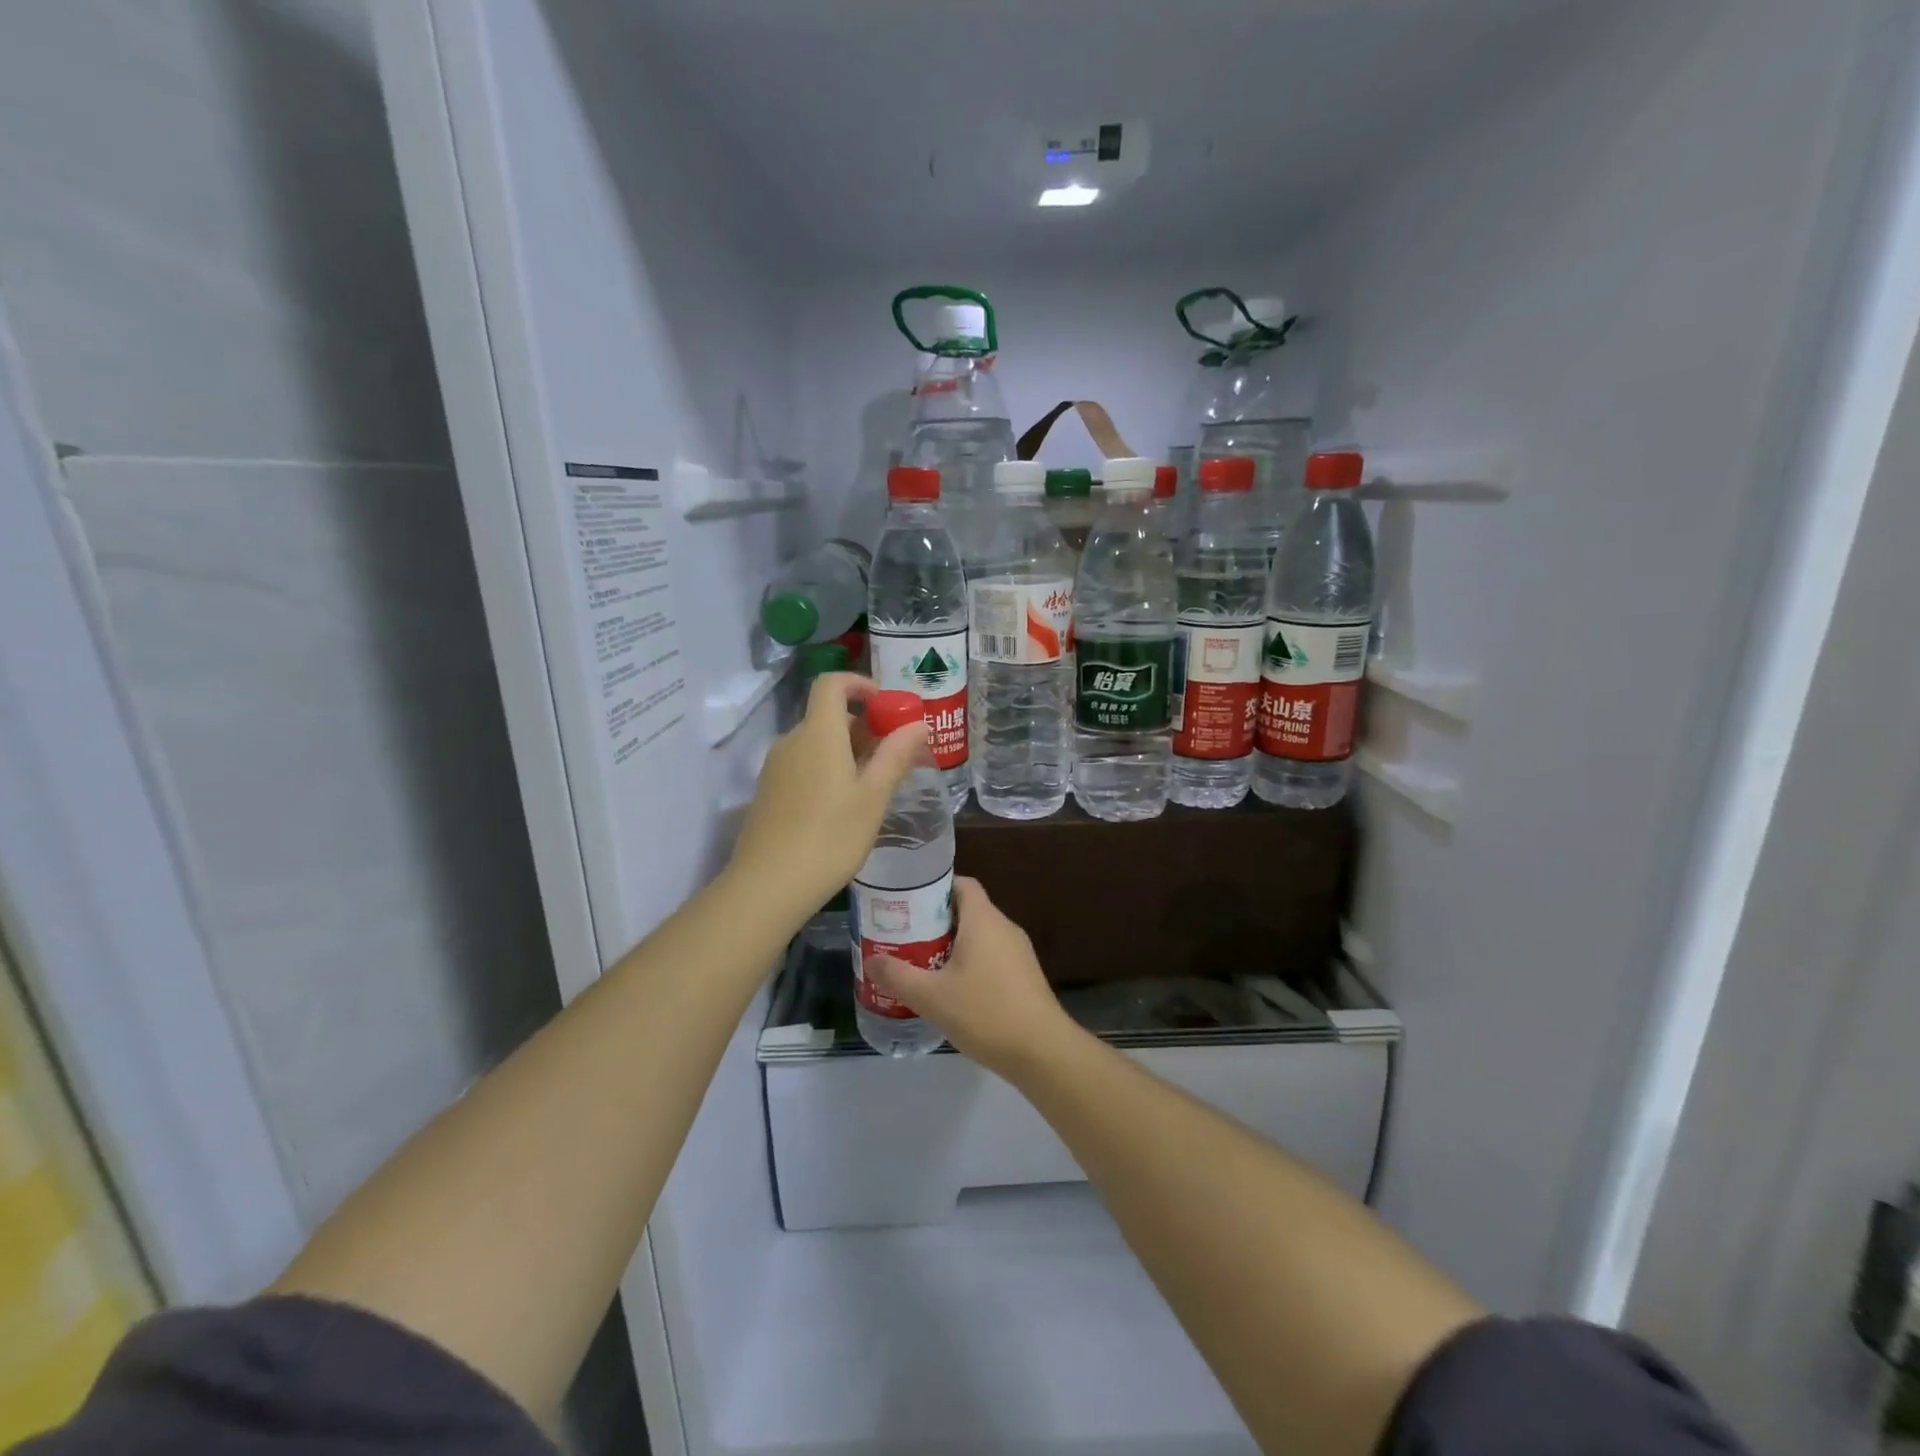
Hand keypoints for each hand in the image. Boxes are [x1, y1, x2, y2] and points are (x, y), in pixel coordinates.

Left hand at [730, 673, 927, 917]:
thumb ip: (895, 756)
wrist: (768, 885)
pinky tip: (845, 805)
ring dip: (848, 750)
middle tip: (895, 754)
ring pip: (817, 743)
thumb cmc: (830, 837)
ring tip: (876, 783)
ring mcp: (776, 767)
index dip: (861, 684)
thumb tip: (917, 724)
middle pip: (828, 716)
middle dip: (865, 726)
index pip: (833, 684)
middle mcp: (792, 741)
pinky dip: (828, 768)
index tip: (888, 706)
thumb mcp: (873, 797)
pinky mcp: (769, 792)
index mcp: (818, 734)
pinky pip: (804, 764)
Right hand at [867, 877, 1076, 1077]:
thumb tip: (871, 960)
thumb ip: (897, 975)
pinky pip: (991, 956)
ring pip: (979, 936)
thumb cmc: (985, 1012)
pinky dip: (970, 963)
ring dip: (951, 945)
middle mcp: (1004, 927)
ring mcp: (1019, 952)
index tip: (908, 903)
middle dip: (936, 920)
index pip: (962, 884)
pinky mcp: (1024, 976)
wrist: (1042, 1051)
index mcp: (983, 920)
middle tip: (905, 936)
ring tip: (921, 963)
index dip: (935, 887)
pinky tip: (951, 990)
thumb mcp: (931, 996)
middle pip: (967, 910)